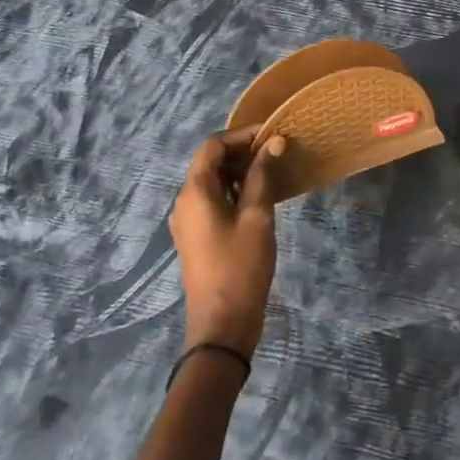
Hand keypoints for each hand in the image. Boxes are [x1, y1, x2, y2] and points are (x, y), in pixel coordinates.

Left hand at [170, 127, 284, 357]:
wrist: (222, 324)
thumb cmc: (240, 265)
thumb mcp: (257, 215)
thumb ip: (263, 175)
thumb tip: (274, 141)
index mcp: (194, 192)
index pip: (213, 146)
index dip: (242, 135)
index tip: (272, 135)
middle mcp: (184, 201)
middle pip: (209, 162)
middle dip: (241, 151)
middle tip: (276, 151)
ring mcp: (187, 221)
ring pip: (211, 181)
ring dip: (239, 171)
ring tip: (271, 170)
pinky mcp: (195, 237)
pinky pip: (212, 200)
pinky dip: (233, 190)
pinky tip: (259, 196)